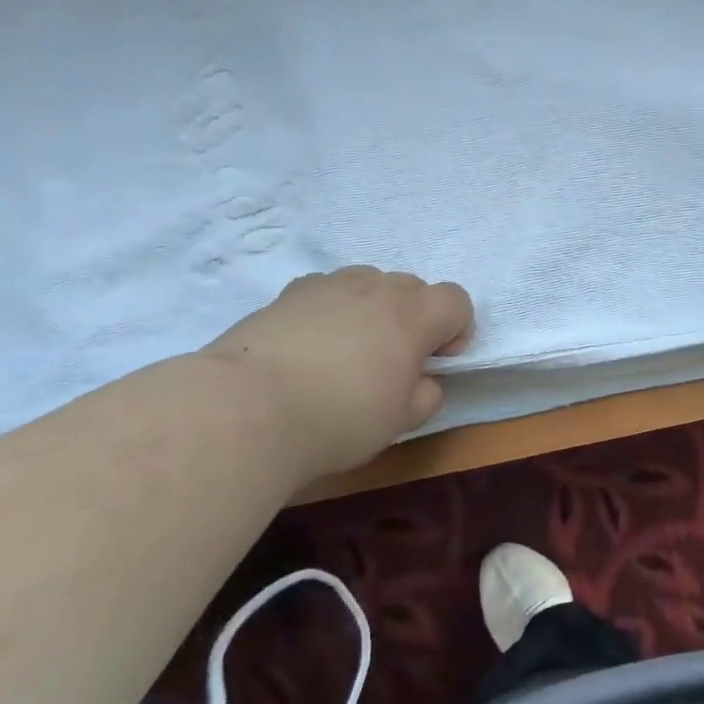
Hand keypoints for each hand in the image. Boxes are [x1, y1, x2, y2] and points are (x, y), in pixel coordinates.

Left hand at [201, 267, 473, 476]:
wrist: (246, 411)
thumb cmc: (339, 418)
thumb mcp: (401, 420)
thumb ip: (425, 395)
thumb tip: (422, 382)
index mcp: (413, 315)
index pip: (457, 300)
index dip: (457, 329)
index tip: (438, 362)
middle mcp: (374, 288)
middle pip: (413, 286)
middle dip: (415, 317)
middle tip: (395, 360)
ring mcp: (327, 286)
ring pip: (367, 283)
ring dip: (373, 308)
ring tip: (351, 350)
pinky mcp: (285, 295)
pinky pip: (325, 292)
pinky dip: (331, 310)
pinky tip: (311, 346)